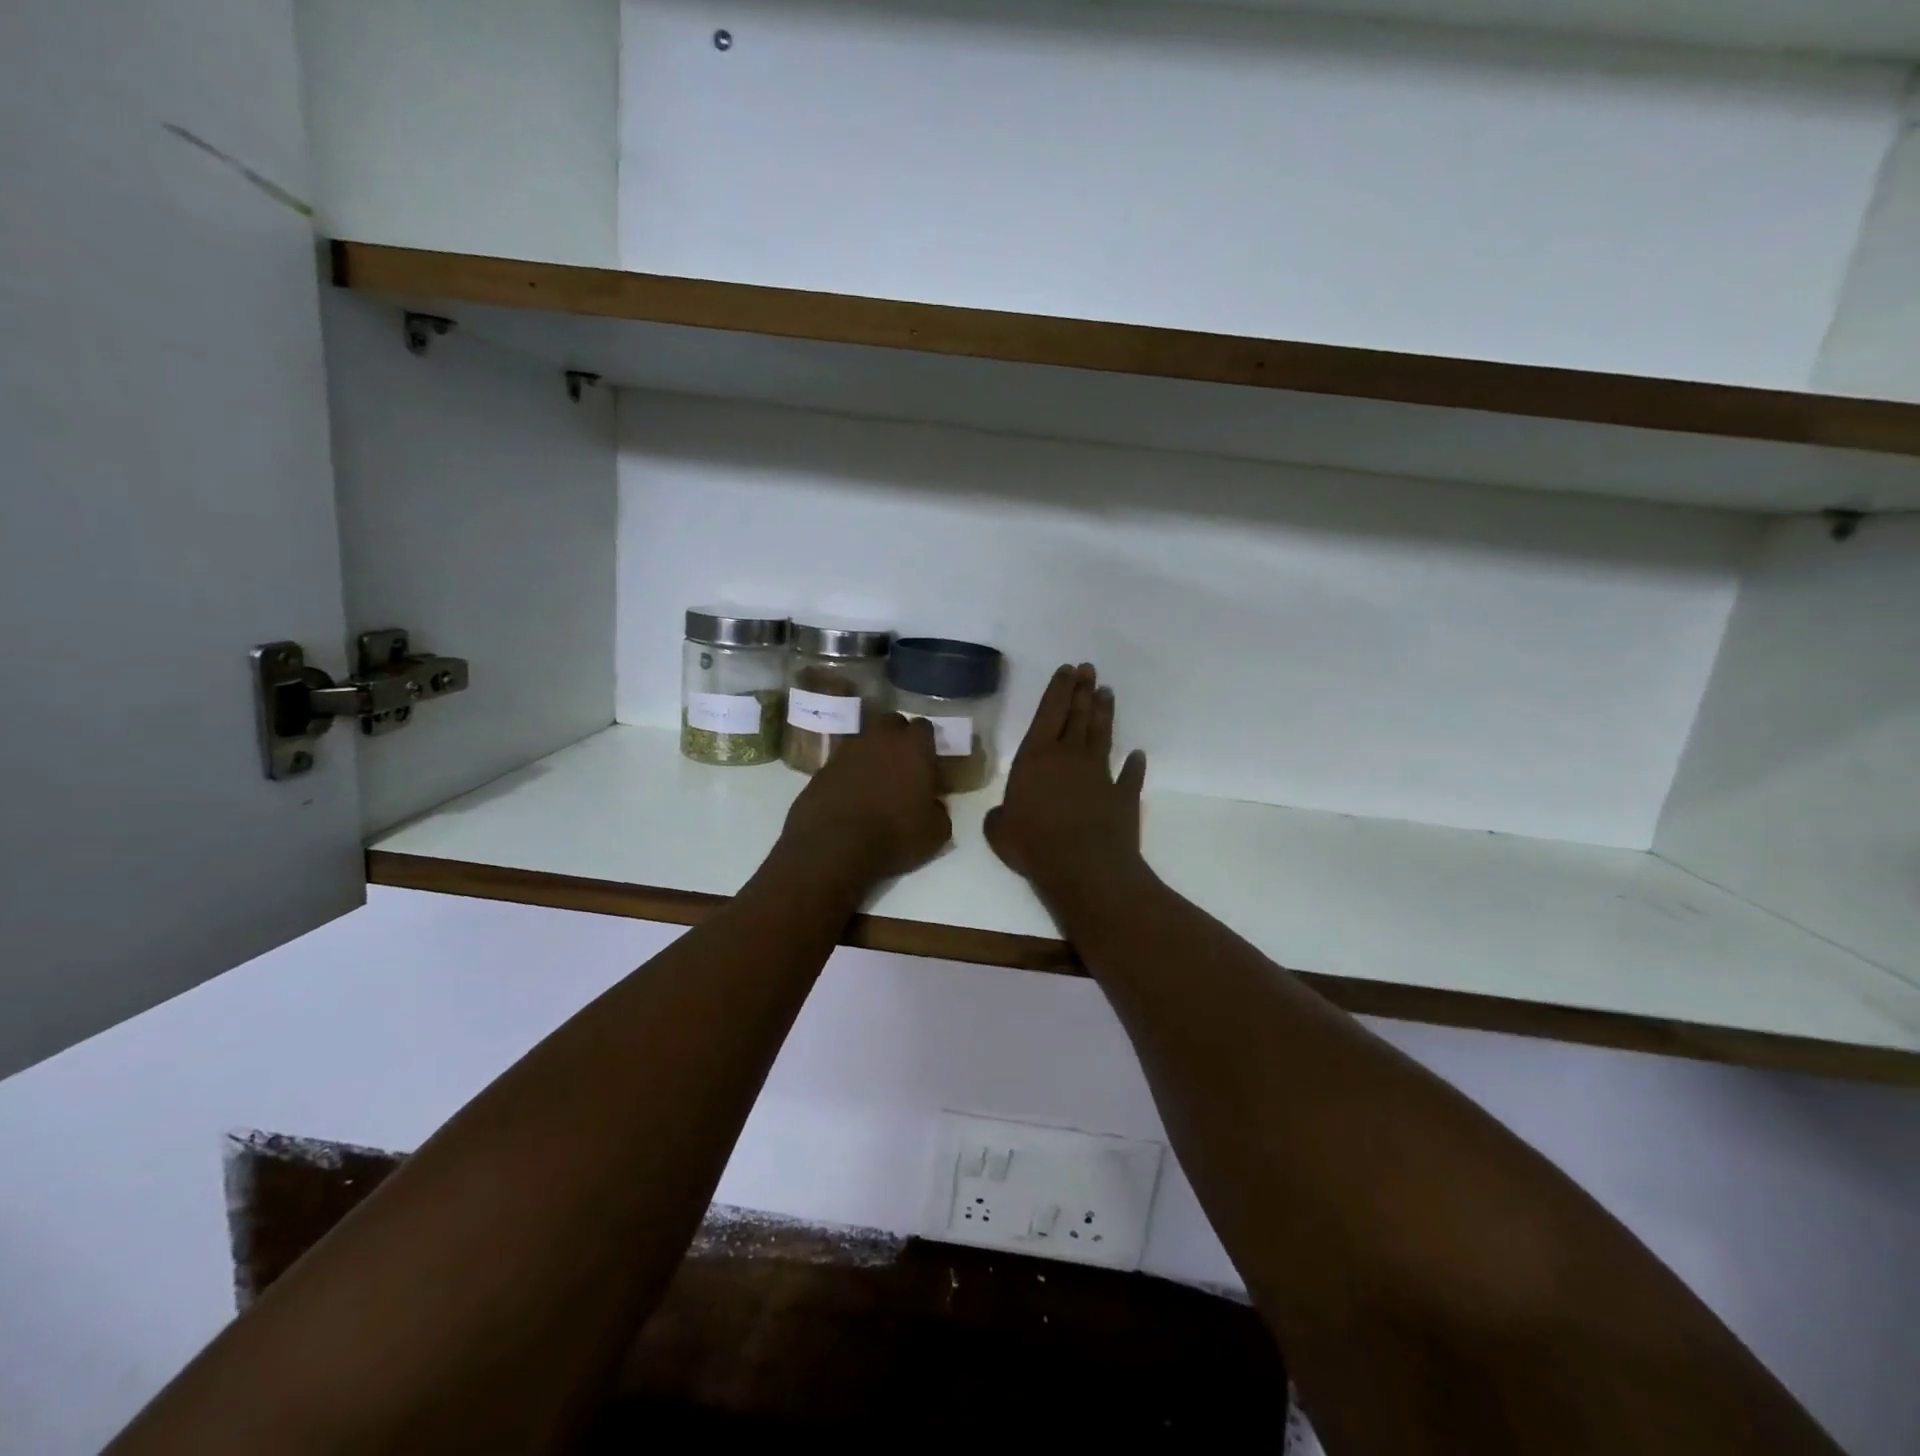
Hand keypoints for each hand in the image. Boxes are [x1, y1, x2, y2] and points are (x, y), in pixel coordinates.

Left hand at [779, 713, 952, 882]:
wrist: (835, 846)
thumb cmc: (895, 835)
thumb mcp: (935, 832)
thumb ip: (939, 810)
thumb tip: (933, 806)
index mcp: (913, 746)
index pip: (925, 727)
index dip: (927, 743)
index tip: (928, 761)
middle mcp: (880, 738)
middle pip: (892, 723)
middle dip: (898, 737)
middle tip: (902, 763)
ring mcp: (848, 749)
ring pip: (865, 739)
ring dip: (871, 752)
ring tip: (875, 779)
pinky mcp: (823, 766)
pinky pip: (842, 762)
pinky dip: (849, 771)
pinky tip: (851, 794)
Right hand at [985, 664, 1147, 909]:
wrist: (1084, 867)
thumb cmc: (1034, 844)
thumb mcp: (999, 832)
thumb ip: (1000, 818)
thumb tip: (1003, 816)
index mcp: (1036, 758)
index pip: (1048, 713)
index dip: (1058, 689)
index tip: (1068, 669)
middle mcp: (1070, 757)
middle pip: (1077, 715)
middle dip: (1082, 690)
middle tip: (1089, 669)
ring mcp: (1100, 774)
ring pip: (1103, 735)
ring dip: (1104, 714)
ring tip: (1108, 693)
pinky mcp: (1124, 795)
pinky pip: (1130, 775)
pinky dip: (1135, 764)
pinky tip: (1138, 755)